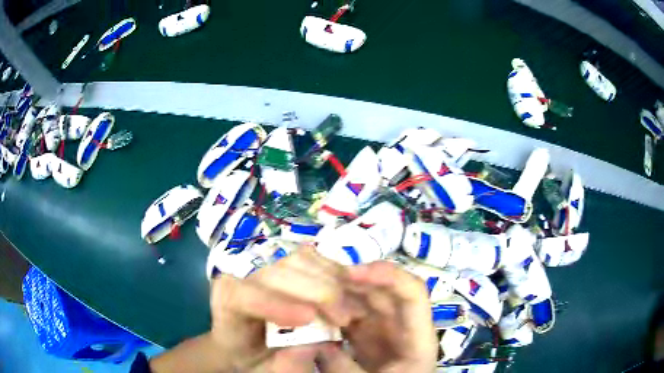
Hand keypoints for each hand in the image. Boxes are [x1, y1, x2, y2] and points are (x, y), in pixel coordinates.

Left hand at [209, 245, 363, 371]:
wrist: (249, 343)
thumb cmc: (253, 358)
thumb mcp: (265, 370)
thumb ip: (284, 364)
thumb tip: (312, 345)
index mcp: (227, 303)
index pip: (244, 295)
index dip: (276, 303)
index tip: (310, 318)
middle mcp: (242, 277)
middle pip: (278, 272)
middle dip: (317, 292)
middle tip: (346, 317)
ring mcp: (265, 265)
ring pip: (299, 260)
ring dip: (331, 281)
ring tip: (351, 308)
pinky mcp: (285, 262)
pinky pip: (313, 257)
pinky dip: (334, 271)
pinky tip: (349, 290)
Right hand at [317, 261, 437, 372]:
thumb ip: (341, 366)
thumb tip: (313, 342)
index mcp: (417, 338)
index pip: (413, 294)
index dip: (386, 276)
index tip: (350, 274)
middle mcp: (404, 328)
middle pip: (386, 292)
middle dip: (354, 281)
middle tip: (319, 278)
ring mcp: (386, 331)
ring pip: (367, 301)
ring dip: (342, 293)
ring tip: (314, 290)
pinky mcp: (369, 338)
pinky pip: (353, 316)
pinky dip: (336, 310)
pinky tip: (316, 309)